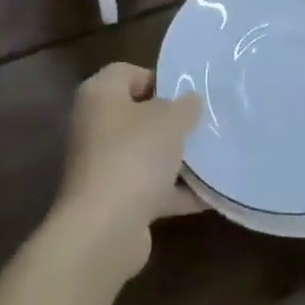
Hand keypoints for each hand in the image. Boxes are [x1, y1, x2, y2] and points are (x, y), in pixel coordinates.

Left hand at [48, 63, 203, 282]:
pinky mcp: (112, 201)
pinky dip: (172, 191)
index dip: (158, 79)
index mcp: (99, 95)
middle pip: (137, 114)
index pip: (127, 72)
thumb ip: (184, 106)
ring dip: (173, 158)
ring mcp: (101, 165)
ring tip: (210, 158)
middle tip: (201, 124)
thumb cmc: (134, 157)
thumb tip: (190, 100)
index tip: (185, 95)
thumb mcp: (169, 121)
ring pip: (143, 153)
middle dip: (170, 122)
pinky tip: (205, 196)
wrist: (103, 232)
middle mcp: (94, 125)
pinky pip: (147, 188)